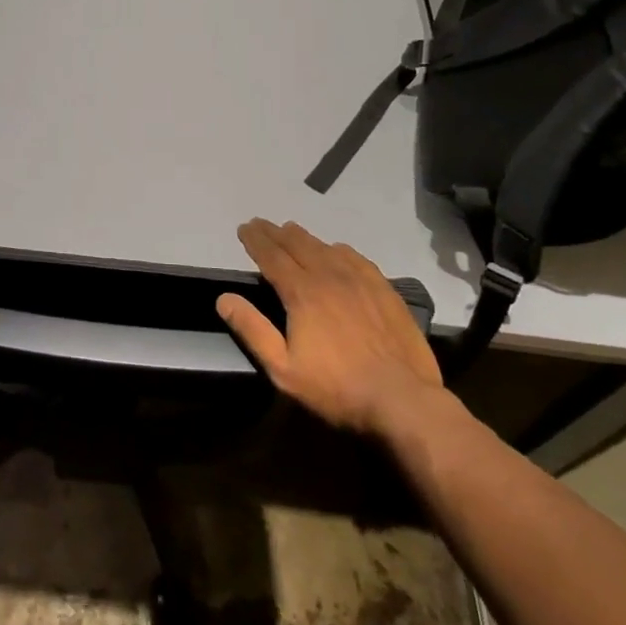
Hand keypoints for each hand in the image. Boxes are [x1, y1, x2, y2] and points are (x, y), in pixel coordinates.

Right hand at [216, 219, 441, 434]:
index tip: (244, 228)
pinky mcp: (385, 291)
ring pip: (326, 248)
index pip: (272, 256)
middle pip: (298, 245)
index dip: (256, 240)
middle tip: (262, 224)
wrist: (401, 399)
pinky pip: (356, 259)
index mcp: (302, 293)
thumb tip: (224, 298)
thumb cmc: (335, 388)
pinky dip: (339, 249)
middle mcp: (329, 277)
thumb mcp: (283, 368)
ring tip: (292, 231)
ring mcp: (361, 281)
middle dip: (276, 233)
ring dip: (305, 238)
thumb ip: (252, 330)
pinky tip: (337, 250)